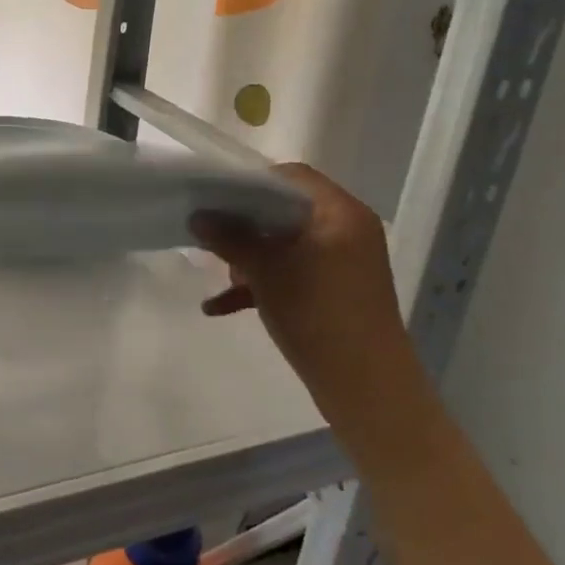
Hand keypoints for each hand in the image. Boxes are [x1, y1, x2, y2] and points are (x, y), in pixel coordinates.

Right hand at [192, 163, 413, 422]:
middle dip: (246, 224)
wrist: (366, 386)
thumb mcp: (266, 272)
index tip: (216, 198)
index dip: (251, 183)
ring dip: (251, 255)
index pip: (292, 177)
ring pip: (287, 244)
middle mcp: (347, 230)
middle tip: (213, 235)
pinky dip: (263, 283)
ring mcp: (344, 262)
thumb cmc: (317, 313)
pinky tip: (219, 306)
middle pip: (287, 210)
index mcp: (340, 213)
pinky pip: (294, 273)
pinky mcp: (336, 291)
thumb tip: (198, 216)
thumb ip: (230, 239)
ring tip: (220, 273)